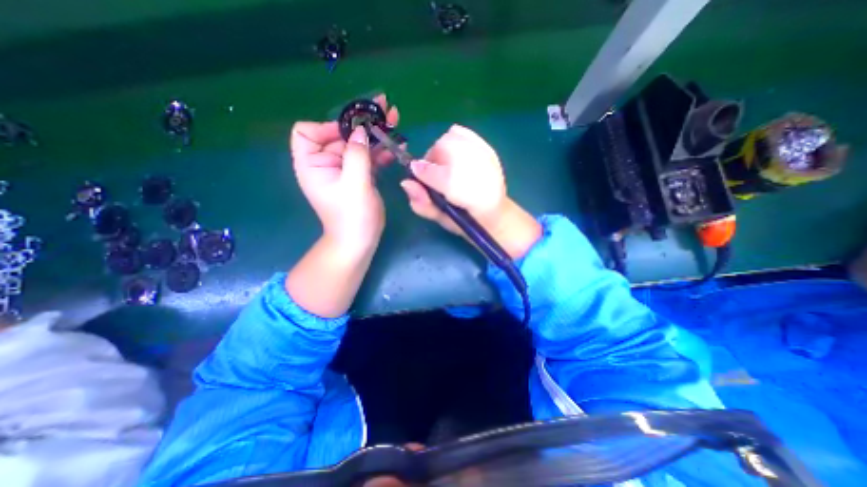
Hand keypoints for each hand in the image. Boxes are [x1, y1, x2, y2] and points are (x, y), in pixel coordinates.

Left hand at [291, 95, 399, 254]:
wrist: (360, 241)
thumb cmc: (352, 217)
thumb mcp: (355, 185)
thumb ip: (357, 155)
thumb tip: (361, 130)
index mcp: (313, 164)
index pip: (307, 132)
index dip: (329, 126)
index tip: (352, 131)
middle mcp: (326, 163)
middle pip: (340, 135)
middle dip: (362, 122)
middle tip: (385, 106)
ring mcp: (345, 170)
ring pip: (358, 145)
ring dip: (376, 134)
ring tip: (396, 120)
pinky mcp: (359, 176)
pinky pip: (368, 158)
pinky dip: (380, 152)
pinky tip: (396, 145)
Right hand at [402, 125, 539, 260]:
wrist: (495, 213)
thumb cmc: (465, 220)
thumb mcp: (441, 220)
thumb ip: (422, 204)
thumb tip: (406, 183)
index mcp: (466, 194)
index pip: (434, 172)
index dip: (422, 175)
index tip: (420, 181)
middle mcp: (477, 169)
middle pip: (440, 148)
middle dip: (433, 162)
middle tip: (438, 178)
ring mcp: (485, 155)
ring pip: (450, 138)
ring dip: (442, 152)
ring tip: (449, 168)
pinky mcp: (488, 148)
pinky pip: (462, 133)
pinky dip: (453, 141)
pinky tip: (457, 157)